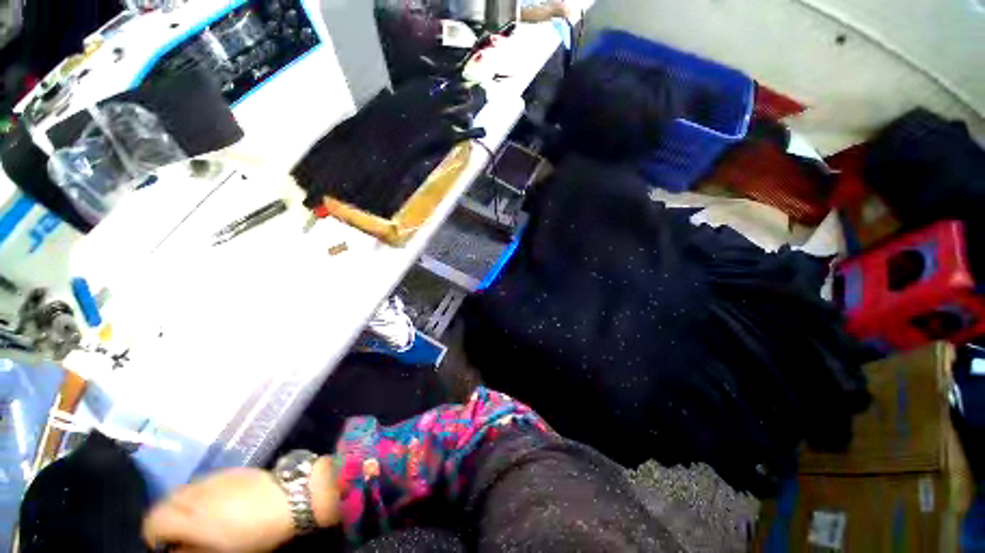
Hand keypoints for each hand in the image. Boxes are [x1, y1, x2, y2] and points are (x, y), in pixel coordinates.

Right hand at [143, 468, 295, 552]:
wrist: (289, 497)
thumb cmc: (255, 533)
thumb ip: (190, 552)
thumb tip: (174, 549)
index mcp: (189, 518)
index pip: (153, 521)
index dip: (152, 535)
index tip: (163, 546)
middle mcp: (196, 494)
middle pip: (165, 502)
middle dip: (165, 518)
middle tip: (178, 533)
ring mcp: (213, 479)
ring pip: (183, 490)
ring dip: (181, 504)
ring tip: (195, 518)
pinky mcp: (230, 470)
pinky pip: (202, 481)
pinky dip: (198, 493)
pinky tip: (214, 502)